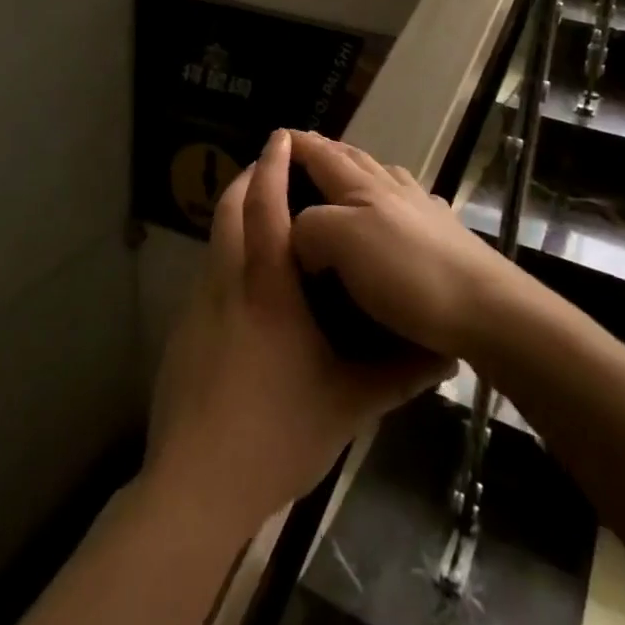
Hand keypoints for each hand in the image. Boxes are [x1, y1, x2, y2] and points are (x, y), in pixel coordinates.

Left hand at [144, 130, 451, 536]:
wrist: (198, 486)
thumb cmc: (278, 434)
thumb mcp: (347, 405)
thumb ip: (395, 376)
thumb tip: (442, 358)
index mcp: (267, 289)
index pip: (266, 208)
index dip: (272, 167)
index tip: (281, 138)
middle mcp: (226, 285)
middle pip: (229, 212)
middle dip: (248, 180)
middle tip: (270, 167)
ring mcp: (197, 309)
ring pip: (214, 243)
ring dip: (235, 218)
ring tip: (262, 218)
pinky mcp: (182, 335)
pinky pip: (207, 277)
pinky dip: (225, 258)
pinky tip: (246, 290)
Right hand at [289, 132, 516, 361]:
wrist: (488, 308)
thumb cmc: (408, 272)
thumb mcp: (341, 241)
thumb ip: (310, 226)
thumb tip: (300, 232)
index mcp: (363, 187)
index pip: (322, 154)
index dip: (299, 144)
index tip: (277, 136)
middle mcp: (394, 189)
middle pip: (354, 158)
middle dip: (326, 151)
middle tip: (304, 153)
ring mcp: (424, 210)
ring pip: (384, 177)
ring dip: (359, 170)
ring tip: (345, 179)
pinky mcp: (447, 236)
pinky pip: (410, 204)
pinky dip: (391, 197)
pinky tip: (398, 211)